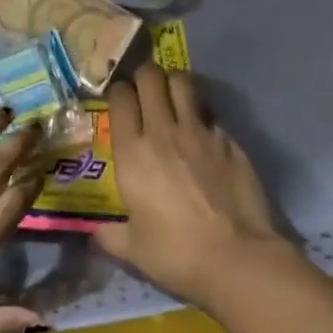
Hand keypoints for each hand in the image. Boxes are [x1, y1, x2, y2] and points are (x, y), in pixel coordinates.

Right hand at [95, 65, 297, 307]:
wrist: (236, 257)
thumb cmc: (175, 253)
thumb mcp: (132, 249)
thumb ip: (110, 235)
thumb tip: (96, 232)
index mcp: (132, 153)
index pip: (121, 100)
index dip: (118, 92)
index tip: (119, 98)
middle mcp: (164, 132)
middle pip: (152, 79)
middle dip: (144, 75)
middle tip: (143, 86)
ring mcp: (201, 132)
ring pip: (184, 84)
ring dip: (174, 83)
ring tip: (172, 93)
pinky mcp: (230, 141)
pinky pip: (211, 114)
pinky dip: (202, 115)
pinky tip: (202, 133)